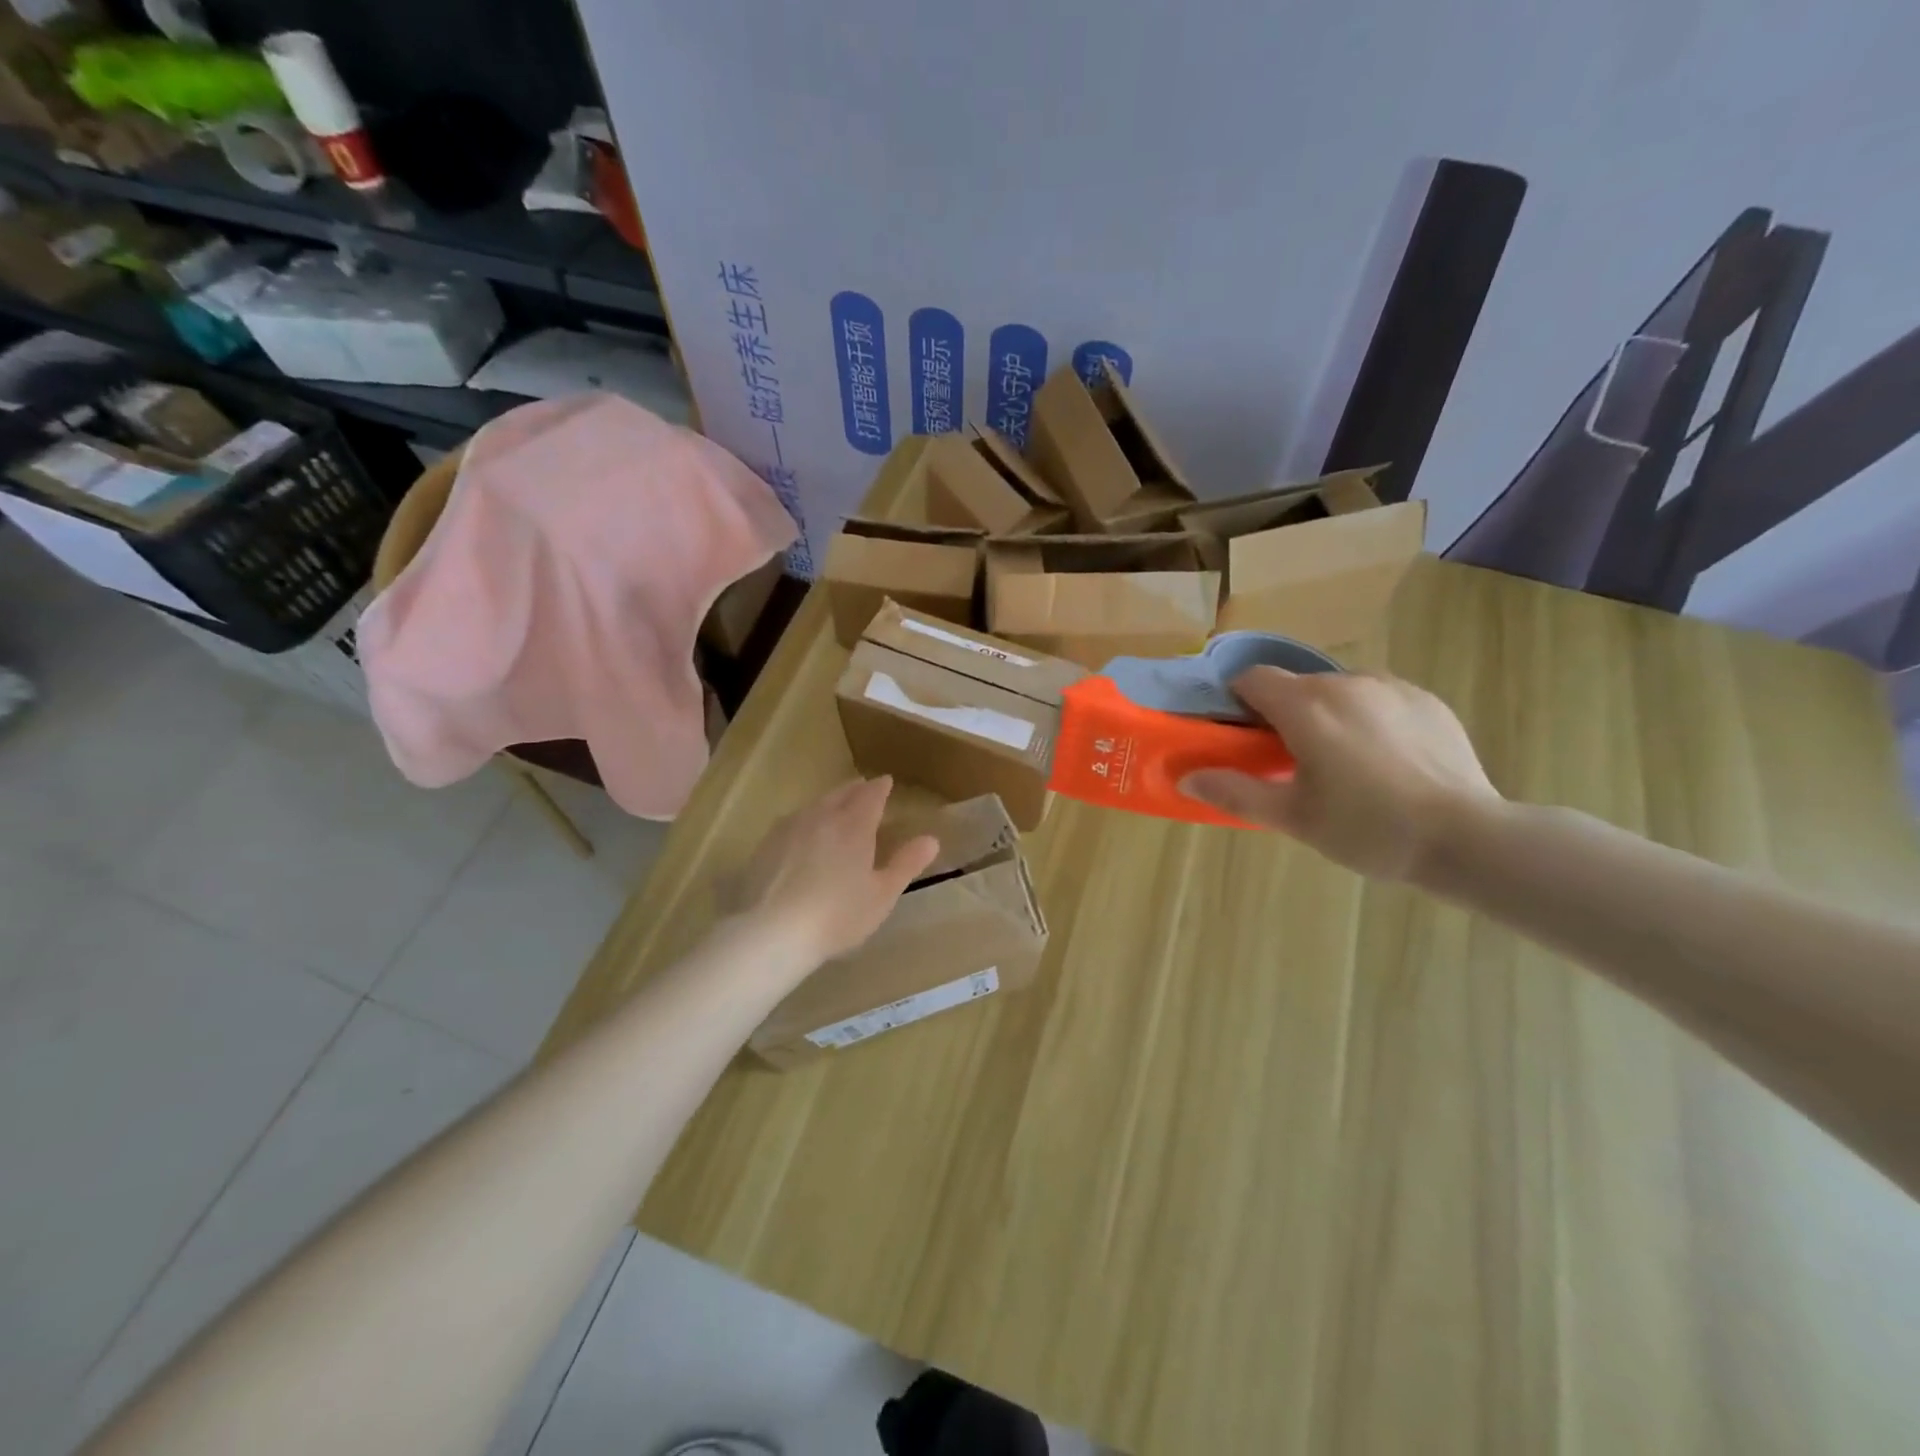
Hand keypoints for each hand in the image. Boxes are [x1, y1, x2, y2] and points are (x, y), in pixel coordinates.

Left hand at [728, 776, 939, 965]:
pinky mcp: (765, 845)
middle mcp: (821, 817)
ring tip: (835, 806)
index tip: (886, 782)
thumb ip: (906, 864)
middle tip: (863, 788)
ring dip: (829, 801)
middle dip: (855, 789)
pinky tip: (802, 832)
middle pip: (841, 794)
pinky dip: (806, 819)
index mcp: (854, 825)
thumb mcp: (882, 895)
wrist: (770, 932)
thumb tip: (931, 839)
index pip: (871, 796)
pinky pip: (792, 821)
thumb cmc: (837, 915)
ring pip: (815, 805)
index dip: (880, 788)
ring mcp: (789, 828)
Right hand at [1181, 667, 1501, 880]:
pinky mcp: (1426, 700)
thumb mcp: (1292, 818)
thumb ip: (1234, 792)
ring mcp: (1391, 687)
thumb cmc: (1367, 828)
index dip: (1238, 701)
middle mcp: (1345, 682)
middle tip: (1291, 761)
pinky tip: (1385, 760)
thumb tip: (1186, 777)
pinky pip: (1379, 698)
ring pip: (1339, 690)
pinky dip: (1367, 718)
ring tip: (1343, 763)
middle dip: (1283, 713)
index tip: (1243, 735)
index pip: (1253, 678)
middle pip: (1296, 685)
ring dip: (1326, 714)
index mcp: (1306, 706)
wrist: (1467, 838)